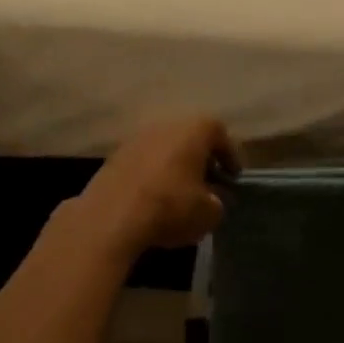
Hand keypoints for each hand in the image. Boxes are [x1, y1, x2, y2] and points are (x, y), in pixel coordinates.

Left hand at [79, 117, 235, 255]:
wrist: (110, 218)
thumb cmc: (170, 206)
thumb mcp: (209, 213)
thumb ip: (218, 202)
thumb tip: (213, 199)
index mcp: (195, 129)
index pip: (220, 134)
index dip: (230, 157)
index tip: (233, 177)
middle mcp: (166, 124)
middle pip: (191, 137)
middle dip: (201, 159)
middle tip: (208, 182)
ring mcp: (137, 137)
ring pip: (165, 148)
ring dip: (175, 166)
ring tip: (181, 192)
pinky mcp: (114, 156)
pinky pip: (144, 161)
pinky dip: (153, 174)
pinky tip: (155, 197)